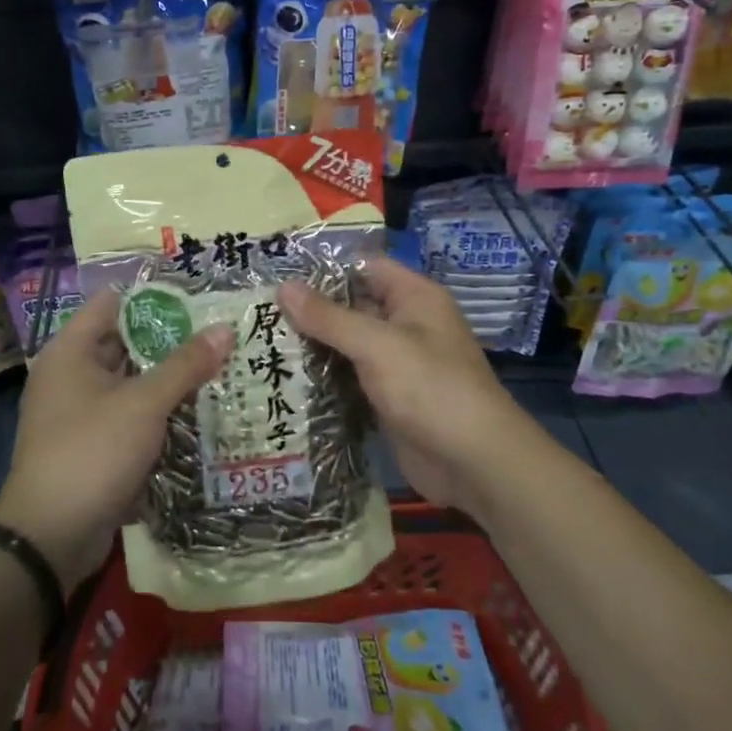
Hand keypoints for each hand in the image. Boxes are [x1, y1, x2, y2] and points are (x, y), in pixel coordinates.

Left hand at [0, 287, 233, 588]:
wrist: (48, 539)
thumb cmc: (91, 453)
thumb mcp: (144, 404)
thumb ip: (185, 365)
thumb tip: (225, 328)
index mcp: (71, 350)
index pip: (114, 303)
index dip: (155, 298)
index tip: (199, 299)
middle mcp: (70, 374)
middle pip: (125, 342)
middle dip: (170, 340)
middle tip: (220, 333)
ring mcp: (79, 411)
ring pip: (130, 381)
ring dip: (168, 378)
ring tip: (219, 367)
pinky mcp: (91, 444)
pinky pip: (129, 414)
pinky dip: (157, 411)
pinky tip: (197, 410)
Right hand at [278, 260, 531, 519]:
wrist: (475, 464)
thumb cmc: (430, 388)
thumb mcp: (377, 345)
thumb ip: (329, 317)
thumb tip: (283, 287)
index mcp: (413, 297)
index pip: (362, 267)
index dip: (322, 267)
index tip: (275, 270)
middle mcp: (405, 323)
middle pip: (351, 305)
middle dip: (309, 309)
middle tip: (256, 310)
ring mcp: (396, 362)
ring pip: (347, 344)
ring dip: (312, 345)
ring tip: (258, 341)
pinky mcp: (387, 397)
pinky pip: (350, 377)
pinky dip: (323, 377)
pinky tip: (283, 378)